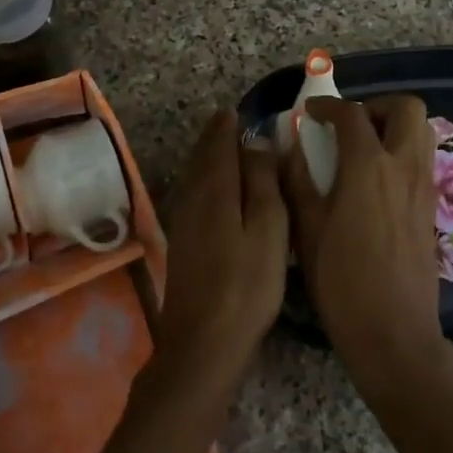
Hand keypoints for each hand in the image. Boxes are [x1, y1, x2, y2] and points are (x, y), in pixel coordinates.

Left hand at [155, 108, 289, 388]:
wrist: (204, 343)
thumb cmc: (247, 283)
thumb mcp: (269, 227)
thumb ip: (262, 180)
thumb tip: (256, 140)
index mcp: (215, 188)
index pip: (218, 142)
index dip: (228, 124)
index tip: (237, 110)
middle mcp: (192, 197)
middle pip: (202, 156)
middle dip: (215, 137)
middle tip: (229, 122)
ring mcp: (184, 221)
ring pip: (195, 175)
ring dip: (207, 157)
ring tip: (224, 147)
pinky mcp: (183, 243)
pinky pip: (194, 194)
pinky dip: (204, 180)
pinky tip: (215, 189)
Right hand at [281, 95, 452, 452]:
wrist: (394, 335)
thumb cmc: (342, 283)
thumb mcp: (307, 230)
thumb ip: (297, 180)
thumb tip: (290, 147)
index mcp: (369, 167)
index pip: (352, 114)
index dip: (328, 106)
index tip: (310, 113)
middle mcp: (403, 167)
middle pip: (407, 108)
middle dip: (377, 106)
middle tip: (350, 125)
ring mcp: (423, 186)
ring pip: (422, 131)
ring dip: (394, 126)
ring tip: (365, 147)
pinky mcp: (431, 208)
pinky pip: (423, 159)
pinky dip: (403, 151)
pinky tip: (377, 180)